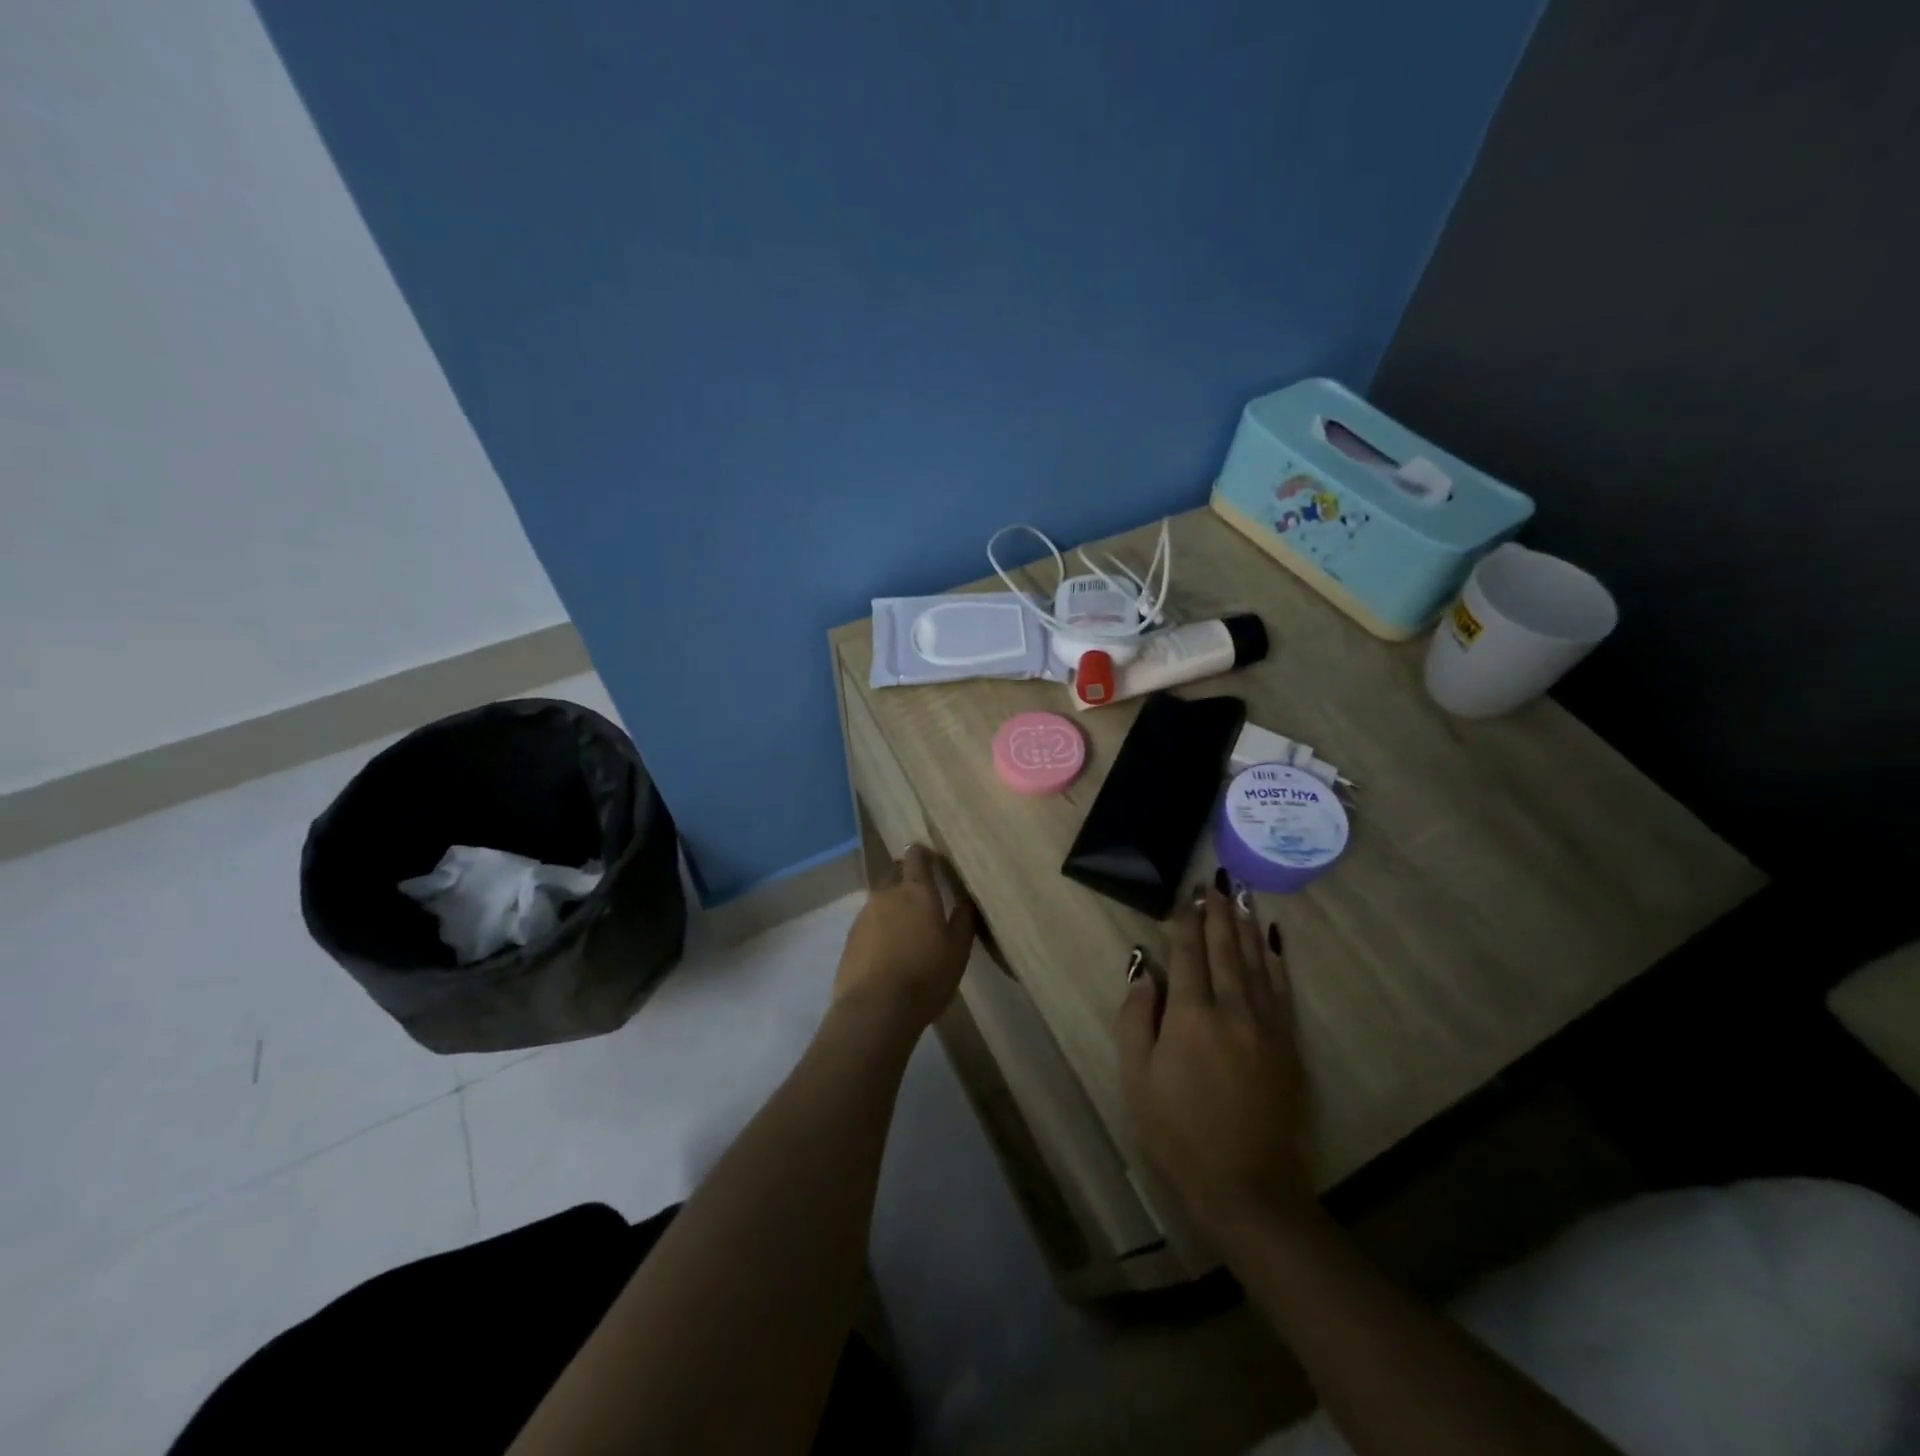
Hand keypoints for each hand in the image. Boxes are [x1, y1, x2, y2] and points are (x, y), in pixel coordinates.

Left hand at [834, 844, 976, 1031]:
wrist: (876, 1008)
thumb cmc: (926, 976)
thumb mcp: (958, 950)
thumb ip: (963, 919)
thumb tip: (966, 898)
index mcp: (917, 891)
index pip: (916, 857)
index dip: (923, 854)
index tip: (931, 858)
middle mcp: (887, 894)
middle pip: (894, 872)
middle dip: (905, 875)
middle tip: (920, 892)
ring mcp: (864, 914)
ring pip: (880, 898)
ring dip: (892, 903)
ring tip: (905, 925)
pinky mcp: (850, 937)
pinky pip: (868, 920)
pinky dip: (879, 926)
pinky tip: (887, 946)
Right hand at [1117, 877, 1315, 1240]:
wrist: (1249, 1189)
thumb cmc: (1179, 1135)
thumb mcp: (1137, 1080)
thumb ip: (1136, 1019)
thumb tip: (1142, 971)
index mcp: (1190, 1016)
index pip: (1188, 955)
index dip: (1185, 922)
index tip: (1186, 896)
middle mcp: (1231, 1010)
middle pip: (1225, 950)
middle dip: (1218, 913)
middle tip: (1215, 883)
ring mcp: (1266, 1026)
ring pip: (1255, 963)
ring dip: (1245, 927)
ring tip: (1241, 896)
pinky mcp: (1288, 1046)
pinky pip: (1281, 990)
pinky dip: (1275, 960)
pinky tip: (1272, 941)